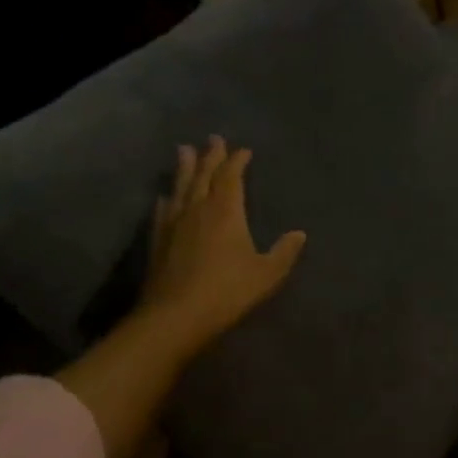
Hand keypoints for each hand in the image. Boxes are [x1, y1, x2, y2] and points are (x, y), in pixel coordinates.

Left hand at [131, 138, 306, 359]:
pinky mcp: (157, 242)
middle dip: (211, 156)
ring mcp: (174, 225)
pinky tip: (164, 197)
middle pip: (204, 175)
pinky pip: (163, 211)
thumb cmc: (226, 292)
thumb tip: (299, 234)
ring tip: (184, 150)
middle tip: (213, 138)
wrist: (172, 319)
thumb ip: (284, 252)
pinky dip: (166, 199)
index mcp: (226, 211)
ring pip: (180, 187)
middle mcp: (198, 210)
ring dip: (184, 168)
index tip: (244, 150)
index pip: (231, 177)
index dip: (237, 161)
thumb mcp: (266, 274)